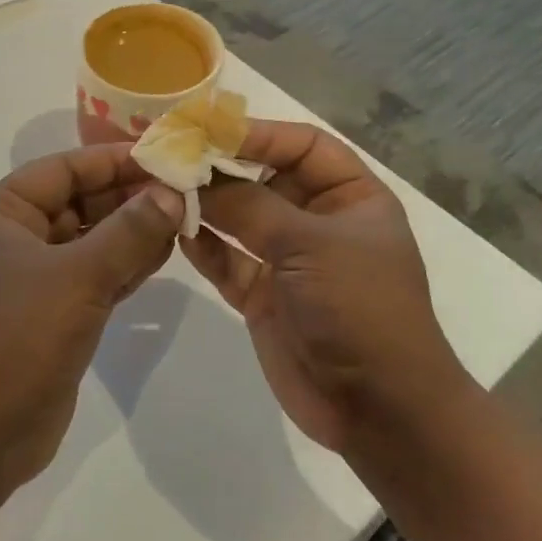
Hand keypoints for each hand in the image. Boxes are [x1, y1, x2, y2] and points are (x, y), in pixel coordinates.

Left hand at [0, 144, 184, 495]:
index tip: (166, 156)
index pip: (64, 168)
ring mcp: (31, 278)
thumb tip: (171, 192)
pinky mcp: (50, 314)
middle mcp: (12, 237)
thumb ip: (130, 231)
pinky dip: (125, 265)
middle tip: (186, 192)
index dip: (115, 160)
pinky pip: (93, 275)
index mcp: (0, 213)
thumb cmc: (17, 339)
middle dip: (129, 197)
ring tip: (184, 220)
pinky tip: (164, 256)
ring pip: (89, 240)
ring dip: (132, 231)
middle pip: (78, 201)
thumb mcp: (78, 276)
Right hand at [177, 120, 470, 454]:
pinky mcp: (264, 296)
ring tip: (163, 188)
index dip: (258, 134)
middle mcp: (320, 222)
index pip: (303, 146)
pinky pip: (228, 261)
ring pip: (241, 219)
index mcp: (351, 197)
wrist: (378, 409)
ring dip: (206, 205)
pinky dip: (203, 247)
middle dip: (222, 168)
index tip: (206, 131)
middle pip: (265, 179)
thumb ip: (250, 205)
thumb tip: (195, 176)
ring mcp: (289, 261)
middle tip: (172, 156)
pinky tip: (175, 231)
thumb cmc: (359, 308)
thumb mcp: (310, 245)